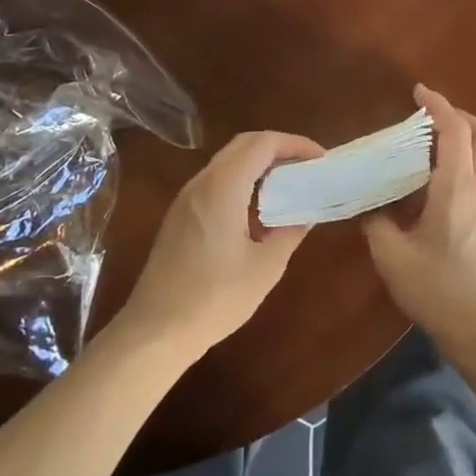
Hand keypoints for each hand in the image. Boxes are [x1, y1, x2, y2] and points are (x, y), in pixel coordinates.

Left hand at [116, 131, 324, 360]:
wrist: (155, 332)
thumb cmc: (214, 299)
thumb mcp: (265, 267)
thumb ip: (290, 231)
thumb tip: (307, 212)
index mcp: (223, 187)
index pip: (263, 143)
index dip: (295, 144)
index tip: (320, 159)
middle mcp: (202, 183)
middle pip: (244, 145)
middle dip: (279, 149)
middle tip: (307, 167)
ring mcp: (186, 198)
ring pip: (228, 162)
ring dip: (260, 165)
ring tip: (289, 187)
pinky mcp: (179, 215)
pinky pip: (216, 181)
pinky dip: (243, 181)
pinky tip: (258, 211)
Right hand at [361, 85, 475, 349]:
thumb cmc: (439, 289)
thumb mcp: (393, 256)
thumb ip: (377, 225)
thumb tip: (371, 209)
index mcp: (457, 187)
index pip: (455, 130)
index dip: (438, 104)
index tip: (418, 91)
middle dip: (460, 117)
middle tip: (429, 118)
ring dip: (462, 143)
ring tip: (424, 152)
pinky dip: (460, 168)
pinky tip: (431, 191)